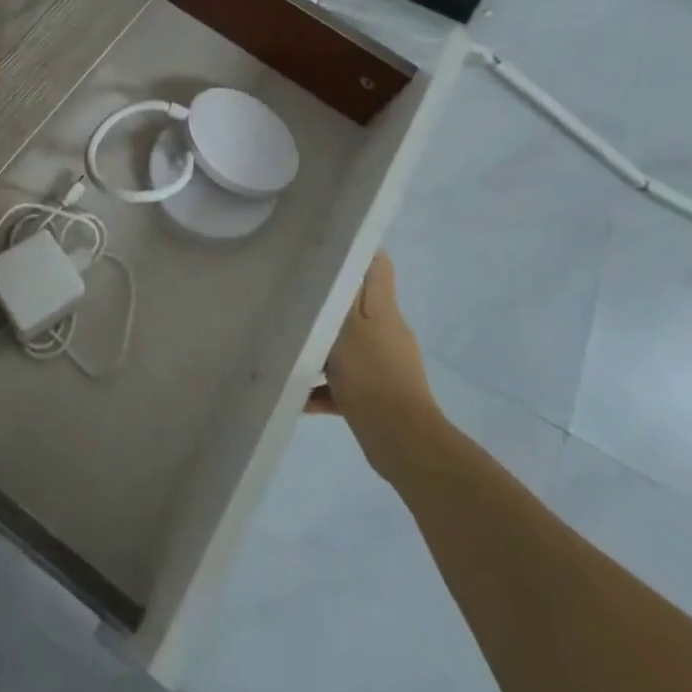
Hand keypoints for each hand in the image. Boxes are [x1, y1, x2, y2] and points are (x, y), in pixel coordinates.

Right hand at [308, 253, 438, 463]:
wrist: (403, 444)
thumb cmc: (370, 376)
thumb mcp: (345, 327)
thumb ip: (337, 295)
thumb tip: (338, 256)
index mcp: (383, 308)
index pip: (376, 264)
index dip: (355, 250)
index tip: (322, 248)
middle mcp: (387, 330)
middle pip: (356, 304)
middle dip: (326, 301)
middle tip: (292, 297)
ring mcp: (385, 364)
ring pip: (347, 345)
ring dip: (320, 349)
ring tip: (288, 350)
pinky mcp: (378, 395)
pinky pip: (345, 383)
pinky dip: (324, 388)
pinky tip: (298, 397)